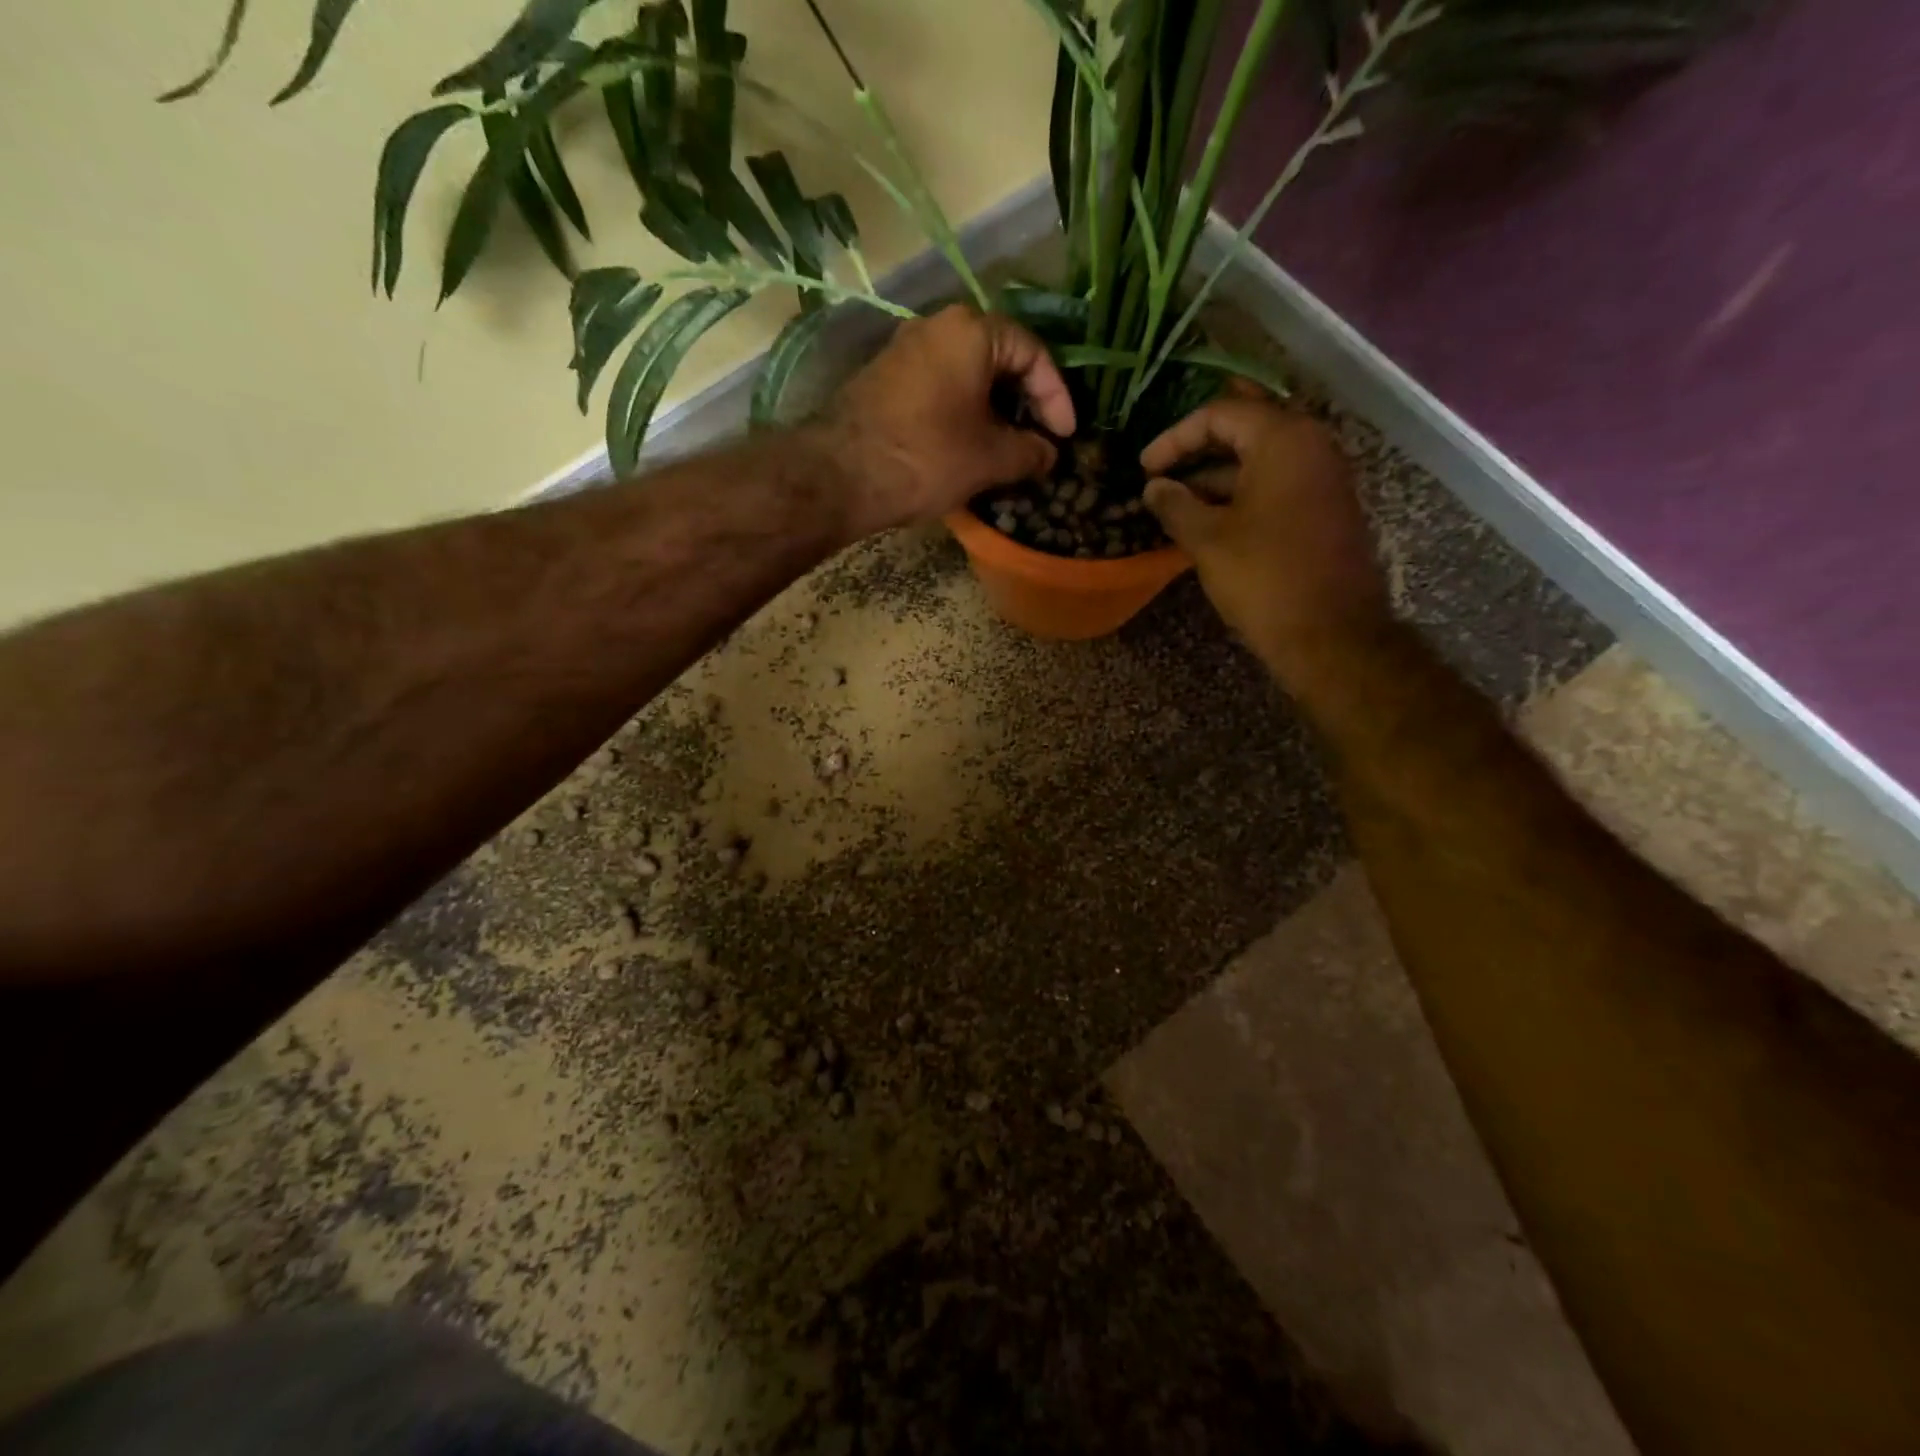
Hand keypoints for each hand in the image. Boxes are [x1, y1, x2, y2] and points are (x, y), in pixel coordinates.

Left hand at [814, 304, 1075, 535]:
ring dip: (993, 410)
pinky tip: (966, 447)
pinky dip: (962, 413)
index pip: (1033, 353)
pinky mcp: (884, 378)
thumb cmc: (927, 457)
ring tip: (1006, 450)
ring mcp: (905, 350)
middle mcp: (937, 327)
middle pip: (999, 358)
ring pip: (967, 374)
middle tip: (1038, 441)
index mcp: (972, 331)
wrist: (840, 475)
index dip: (1057, 397)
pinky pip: (939, 388)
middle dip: (1024, 403)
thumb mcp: (991, 459)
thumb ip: (1030, 452)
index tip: (1065, 437)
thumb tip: (1049, 453)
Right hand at [1141, 396, 1390, 690]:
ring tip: (1174, 503)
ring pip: (1260, 461)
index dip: (1175, 437)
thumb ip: (1175, 506)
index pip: (1221, 414)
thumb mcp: (1207, 540)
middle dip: (1197, 451)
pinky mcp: (1325, 509)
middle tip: (1159, 474)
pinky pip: (1276, 485)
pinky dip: (1240, 495)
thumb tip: (1153, 487)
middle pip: (1245, 431)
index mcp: (1283, 440)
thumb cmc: (1264, 577)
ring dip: (1216, 477)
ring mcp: (1323, 478)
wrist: (1329, 633)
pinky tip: (1208, 521)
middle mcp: (1311, 446)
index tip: (1144, 467)